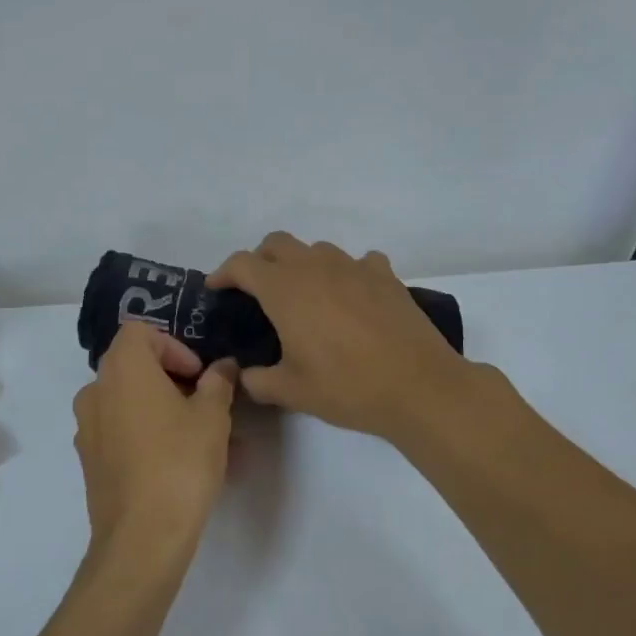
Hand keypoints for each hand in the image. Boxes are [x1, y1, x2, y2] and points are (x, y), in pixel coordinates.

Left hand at [73, 323, 237, 568]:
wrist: (141, 537)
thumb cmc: (180, 462)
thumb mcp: (213, 417)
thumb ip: (218, 382)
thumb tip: (222, 366)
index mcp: (122, 368)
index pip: (141, 332)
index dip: (175, 346)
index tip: (199, 375)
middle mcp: (96, 390)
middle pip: (135, 367)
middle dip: (175, 381)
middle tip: (208, 405)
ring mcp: (88, 427)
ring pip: (132, 404)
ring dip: (166, 411)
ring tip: (206, 440)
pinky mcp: (90, 460)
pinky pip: (122, 433)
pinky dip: (149, 436)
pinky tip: (182, 464)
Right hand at [209, 232, 478, 442]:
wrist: (418, 385)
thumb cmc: (346, 386)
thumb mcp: (291, 391)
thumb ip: (257, 380)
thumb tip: (243, 376)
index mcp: (284, 289)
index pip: (242, 264)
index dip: (223, 273)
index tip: (216, 289)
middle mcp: (315, 267)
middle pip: (277, 243)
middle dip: (260, 260)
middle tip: (257, 291)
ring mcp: (354, 266)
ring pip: (317, 250)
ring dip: (302, 264)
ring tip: (305, 296)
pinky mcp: (385, 276)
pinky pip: (358, 262)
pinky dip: (347, 273)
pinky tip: (351, 296)